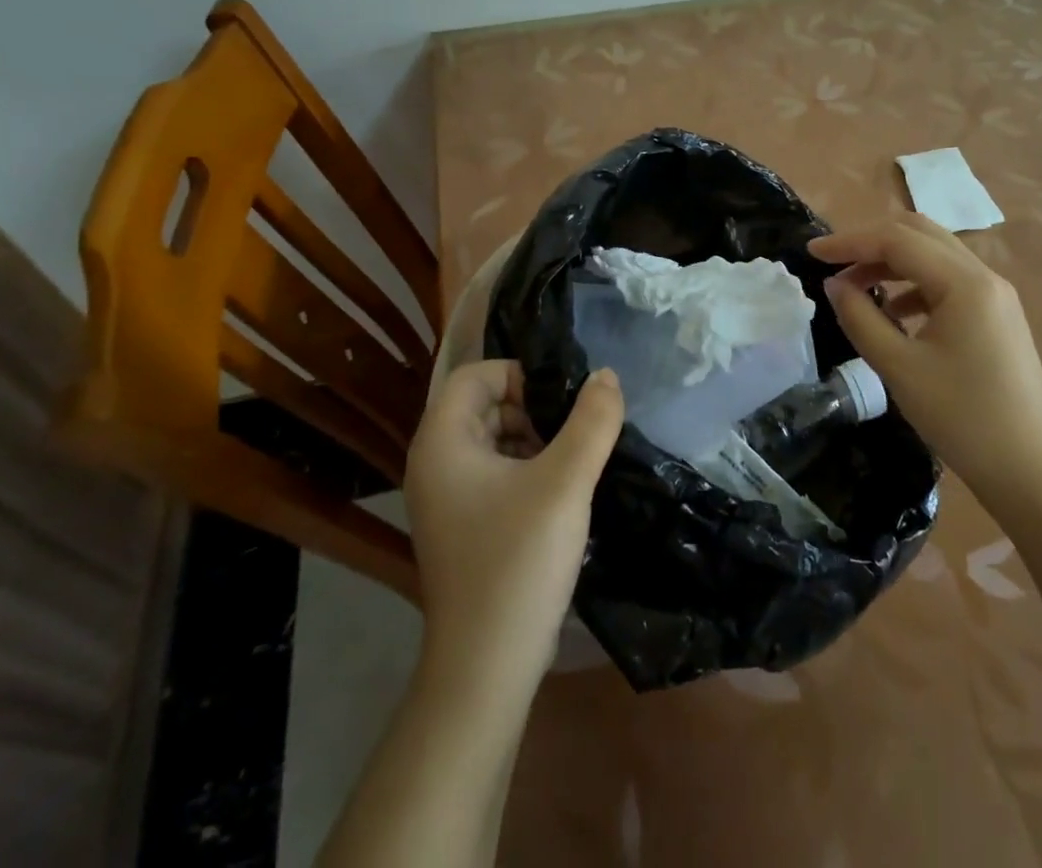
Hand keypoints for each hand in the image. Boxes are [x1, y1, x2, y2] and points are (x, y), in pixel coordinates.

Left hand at [403, 361, 623, 694]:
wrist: (486, 667)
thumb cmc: (518, 561)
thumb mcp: (566, 481)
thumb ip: (592, 420)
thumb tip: (606, 375)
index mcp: (442, 442)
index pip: (477, 375)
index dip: (521, 375)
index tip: (563, 400)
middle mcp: (434, 463)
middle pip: (485, 405)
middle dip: (533, 408)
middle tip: (575, 429)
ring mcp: (445, 498)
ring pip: (493, 440)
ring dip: (534, 439)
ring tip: (573, 460)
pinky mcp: (463, 526)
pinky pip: (494, 473)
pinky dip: (527, 469)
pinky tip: (560, 492)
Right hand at [809, 214, 1041, 498]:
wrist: (1031, 470)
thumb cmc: (962, 418)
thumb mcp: (899, 367)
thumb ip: (861, 318)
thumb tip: (834, 285)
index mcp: (964, 282)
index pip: (897, 239)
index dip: (850, 241)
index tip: (811, 253)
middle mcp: (984, 276)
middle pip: (919, 234)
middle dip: (871, 242)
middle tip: (834, 263)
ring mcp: (995, 295)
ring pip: (934, 255)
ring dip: (892, 261)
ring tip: (856, 289)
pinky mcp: (997, 315)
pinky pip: (948, 281)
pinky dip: (914, 284)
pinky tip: (894, 313)